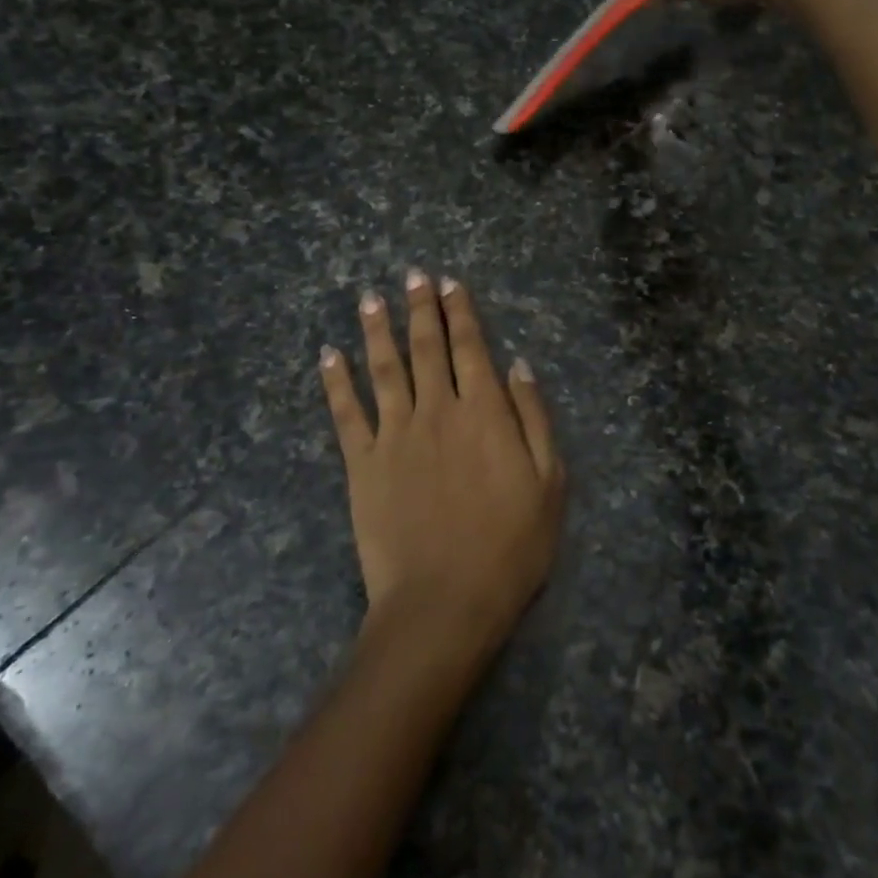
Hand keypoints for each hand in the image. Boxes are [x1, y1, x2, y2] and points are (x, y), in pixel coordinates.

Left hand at [320, 271, 565, 648]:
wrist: (445, 601)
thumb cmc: (510, 546)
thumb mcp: (549, 482)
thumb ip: (534, 418)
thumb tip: (518, 366)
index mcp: (484, 412)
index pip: (470, 347)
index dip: (460, 312)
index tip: (449, 283)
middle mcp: (437, 410)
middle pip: (427, 347)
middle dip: (420, 308)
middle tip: (411, 276)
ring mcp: (395, 435)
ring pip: (384, 369)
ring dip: (376, 330)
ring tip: (369, 299)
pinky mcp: (363, 464)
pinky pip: (346, 413)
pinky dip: (336, 381)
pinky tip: (328, 355)